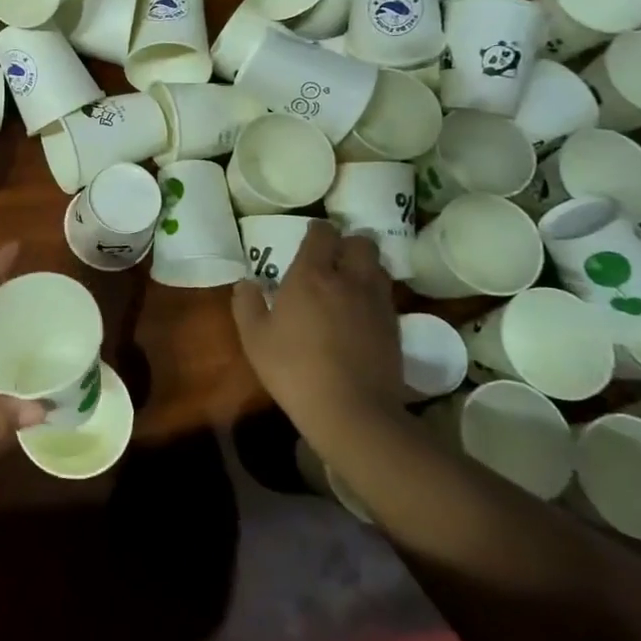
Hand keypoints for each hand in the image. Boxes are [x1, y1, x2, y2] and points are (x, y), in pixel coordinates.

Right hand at [230, 222, 404, 445]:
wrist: (352, 411)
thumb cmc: (294, 369)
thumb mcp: (254, 339)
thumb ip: (246, 304)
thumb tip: (246, 282)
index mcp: (311, 275)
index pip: (322, 234)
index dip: (317, 230)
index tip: (310, 236)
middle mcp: (348, 279)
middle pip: (361, 242)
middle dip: (347, 243)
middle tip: (332, 257)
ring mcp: (376, 302)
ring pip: (378, 266)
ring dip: (364, 266)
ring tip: (349, 281)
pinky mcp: (394, 326)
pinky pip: (385, 295)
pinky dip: (374, 294)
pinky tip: (360, 312)